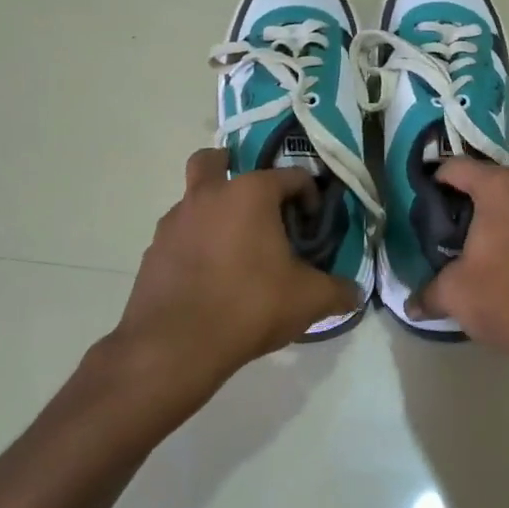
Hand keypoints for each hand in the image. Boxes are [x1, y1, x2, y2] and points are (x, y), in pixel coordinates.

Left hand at [107, 149, 360, 403]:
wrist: (175, 345)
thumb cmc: (249, 305)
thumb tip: (355, 293)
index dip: (309, 196)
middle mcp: (208, 196)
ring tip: (235, 250)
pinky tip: (210, 278)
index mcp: (249, 194)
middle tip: (254, 202)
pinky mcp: (153, 251)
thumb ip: (338, 291)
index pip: (290, 176)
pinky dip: (195, 245)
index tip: (312, 226)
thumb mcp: (308, 299)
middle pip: (214, 161)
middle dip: (232, 168)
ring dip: (213, 212)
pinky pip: (180, 236)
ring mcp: (174, 222)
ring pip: (194, 199)